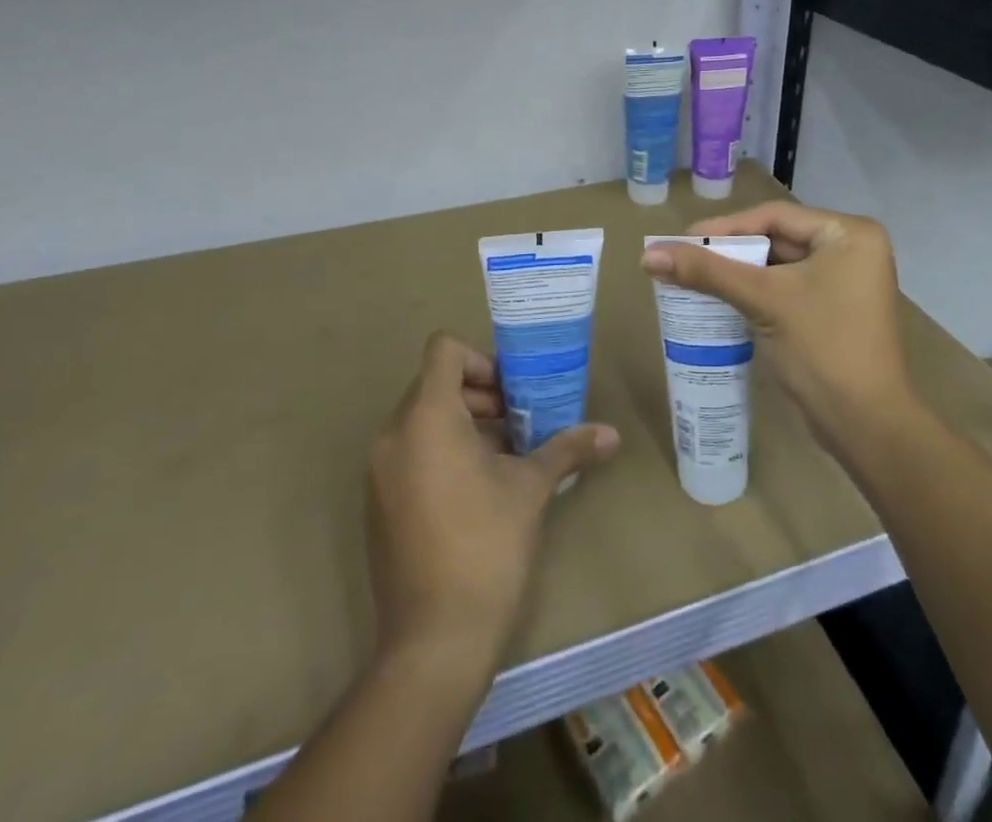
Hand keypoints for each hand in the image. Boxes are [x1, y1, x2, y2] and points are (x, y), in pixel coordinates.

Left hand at [365, 331, 619, 672]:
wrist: (433, 642)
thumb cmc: (486, 547)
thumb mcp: (531, 489)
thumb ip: (568, 449)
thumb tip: (612, 434)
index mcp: (427, 418)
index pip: (443, 350)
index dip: (481, 360)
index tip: (512, 394)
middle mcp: (394, 435)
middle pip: (435, 384)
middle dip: (481, 395)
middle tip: (519, 423)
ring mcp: (380, 472)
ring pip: (423, 420)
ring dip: (465, 425)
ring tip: (506, 456)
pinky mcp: (378, 503)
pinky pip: (410, 453)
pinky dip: (442, 453)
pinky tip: (479, 491)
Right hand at [640, 202, 912, 450]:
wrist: (866, 426)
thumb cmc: (822, 348)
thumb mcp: (763, 300)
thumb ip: (708, 272)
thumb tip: (649, 254)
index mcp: (848, 233)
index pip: (774, 217)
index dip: (725, 226)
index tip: (682, 240)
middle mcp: (852, 249)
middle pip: (777, 238)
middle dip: (730, 251)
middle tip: (684, 258)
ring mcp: (846, 282)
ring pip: (779, 265)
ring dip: (739, 272)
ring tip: (693, 277)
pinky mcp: (835, 310)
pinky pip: (787, 288)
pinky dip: (755, 292)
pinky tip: (720, 300)